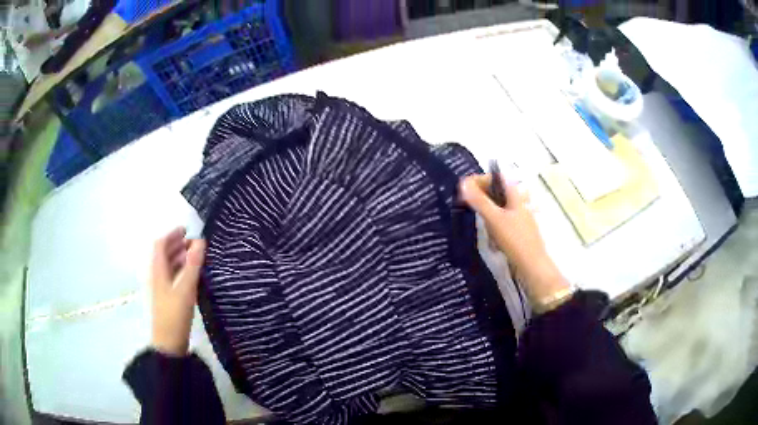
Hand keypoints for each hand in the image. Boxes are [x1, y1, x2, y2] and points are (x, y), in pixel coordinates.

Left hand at [150, 227, 205, 355]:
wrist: (169, 342)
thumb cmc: (175, 313)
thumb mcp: (185, 288)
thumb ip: (193, 265)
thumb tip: (200, 241)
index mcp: (158, 270)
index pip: (161, 244)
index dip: (172, 234)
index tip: (186, 229)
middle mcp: (158, 275)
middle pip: (164, 253)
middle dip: (177, 244)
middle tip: (194, 242)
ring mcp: (162, 287)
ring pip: (169, 265)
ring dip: (180, 256)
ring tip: (195, 255)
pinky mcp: (168, 297)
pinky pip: (173, 276)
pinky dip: (182, 269)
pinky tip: (193, 275)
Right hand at [460, 174, 569, 304]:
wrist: (532, 265)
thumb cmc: (515, 239)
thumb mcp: (494, 219)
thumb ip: (479, 200)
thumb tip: (463, 182)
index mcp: (515, 195)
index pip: (496, 177)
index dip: (480, 179)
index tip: (464, 188)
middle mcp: (519, 202)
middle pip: (497, 192)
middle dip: (482, 199)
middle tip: (469, 207)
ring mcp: (520, 216)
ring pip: (498, 208)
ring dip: (488, 216)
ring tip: (483, 228)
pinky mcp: (519, 230)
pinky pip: (502, 222)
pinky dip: (494, 227)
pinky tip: (493, 240)